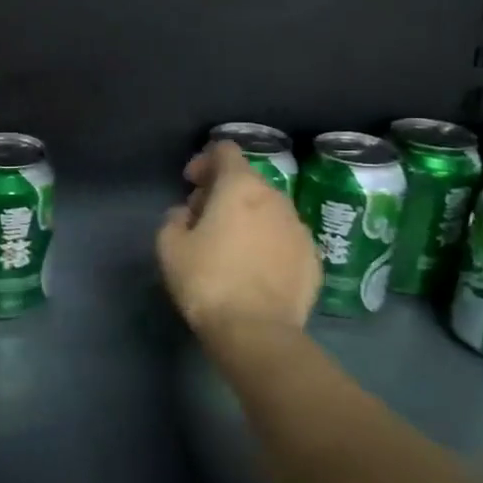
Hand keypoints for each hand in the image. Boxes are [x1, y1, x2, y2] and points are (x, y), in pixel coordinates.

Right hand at [157, 141, 321, 361]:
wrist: (257, 332)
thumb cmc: (207, 281)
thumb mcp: (169, 246)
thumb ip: (174, 218)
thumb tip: (186, 214)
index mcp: (240, 187)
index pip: (226, 150)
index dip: (204, 160)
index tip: (190, 183)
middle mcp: (276, 199)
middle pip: (248, 180)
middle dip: (223, 191)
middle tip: (202, 217)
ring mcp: (299, 229)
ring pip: (269, 209)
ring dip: (248, 216)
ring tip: (229, 245)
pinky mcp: (313, 259)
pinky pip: (284, 238)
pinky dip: (267, 242)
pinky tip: (253, 268)